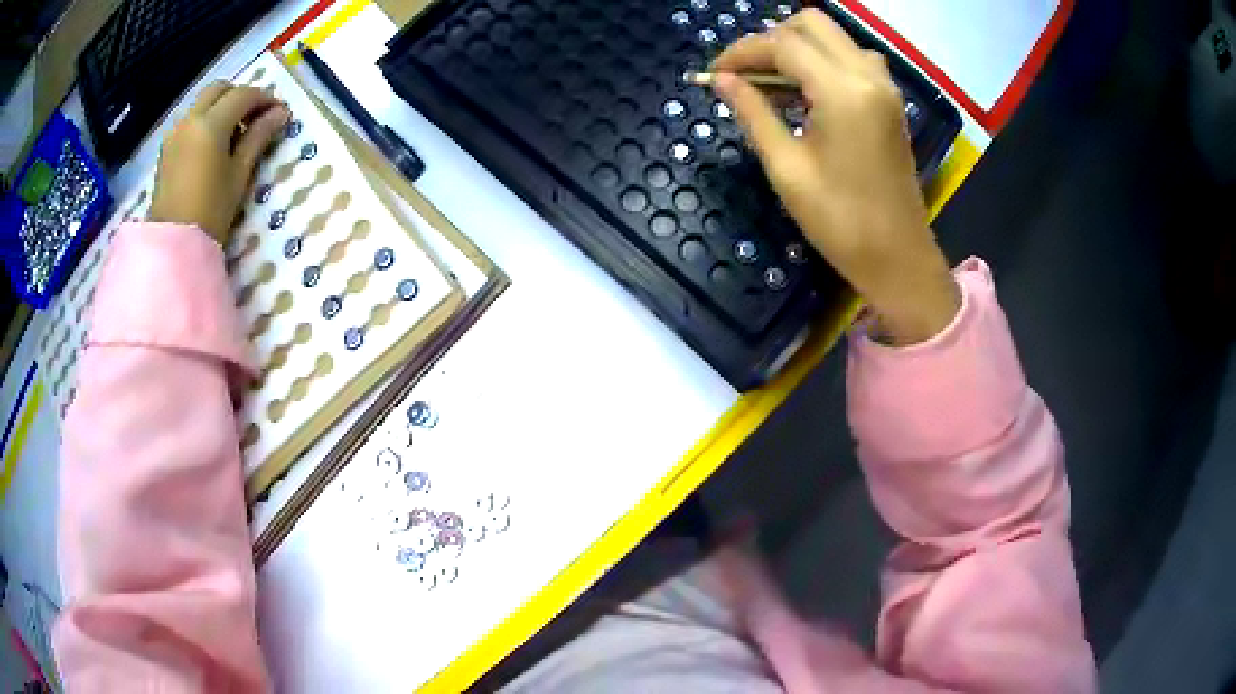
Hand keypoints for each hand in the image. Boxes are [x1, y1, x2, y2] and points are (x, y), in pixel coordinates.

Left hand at [149, 82, 289, 244]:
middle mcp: (190, 120)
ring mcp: (175, 133)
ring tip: (235, 133)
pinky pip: (190, 120)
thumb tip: (280, 114)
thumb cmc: (211, 211)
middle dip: (240, 96)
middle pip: (219, 89)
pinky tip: (214, 145)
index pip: (243, 95)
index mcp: (210, 124)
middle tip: (255, 117)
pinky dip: (206, 121)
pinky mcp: (167, 149)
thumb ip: (258, 137)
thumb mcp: (239, 173)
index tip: (278, 113)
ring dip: (221, 107)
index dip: (264, 99)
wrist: (173, 246)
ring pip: (203, 103)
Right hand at [711, 9, 958, 344]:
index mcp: (844, 92)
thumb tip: (721, 80)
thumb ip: (753, 113)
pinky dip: (821, 61)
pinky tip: (802, 91)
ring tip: (769, 81)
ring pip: (834, 38)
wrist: (898, 258)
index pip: (784, 45)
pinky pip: (851, 59)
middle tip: (744, 73)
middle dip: (770, 39)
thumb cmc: (840, 222)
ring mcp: (885, 87)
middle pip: (812, 24)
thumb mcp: (786, 168)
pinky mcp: (890, 101)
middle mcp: (869, 76)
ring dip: (797, 47)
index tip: (714, 72)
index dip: (742, 52)